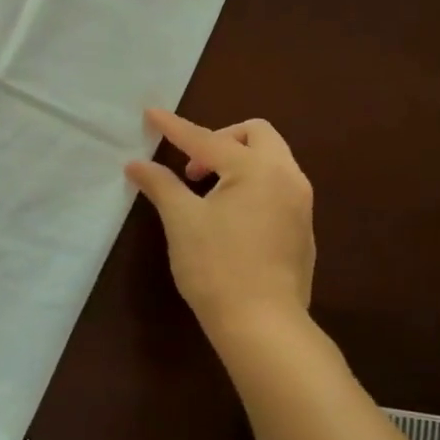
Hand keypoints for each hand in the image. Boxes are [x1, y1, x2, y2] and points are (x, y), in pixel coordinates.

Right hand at [126, 110, 315, 343]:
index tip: (151, 114)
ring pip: (271, 160)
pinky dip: (253, 185)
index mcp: (256, 169)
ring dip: (238, 162)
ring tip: (208, 193)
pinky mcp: (303, 229)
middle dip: (220, 140)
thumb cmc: (216, 267)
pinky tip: (231, 218)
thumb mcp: (182, 221)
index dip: (175, 127)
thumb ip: (161, 185)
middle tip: (193, 169)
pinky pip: (278, 187)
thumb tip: (136, 164)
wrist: (263, 326)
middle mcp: (286, 177)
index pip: (206, 140)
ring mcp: (300, 204)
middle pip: (256, 135)